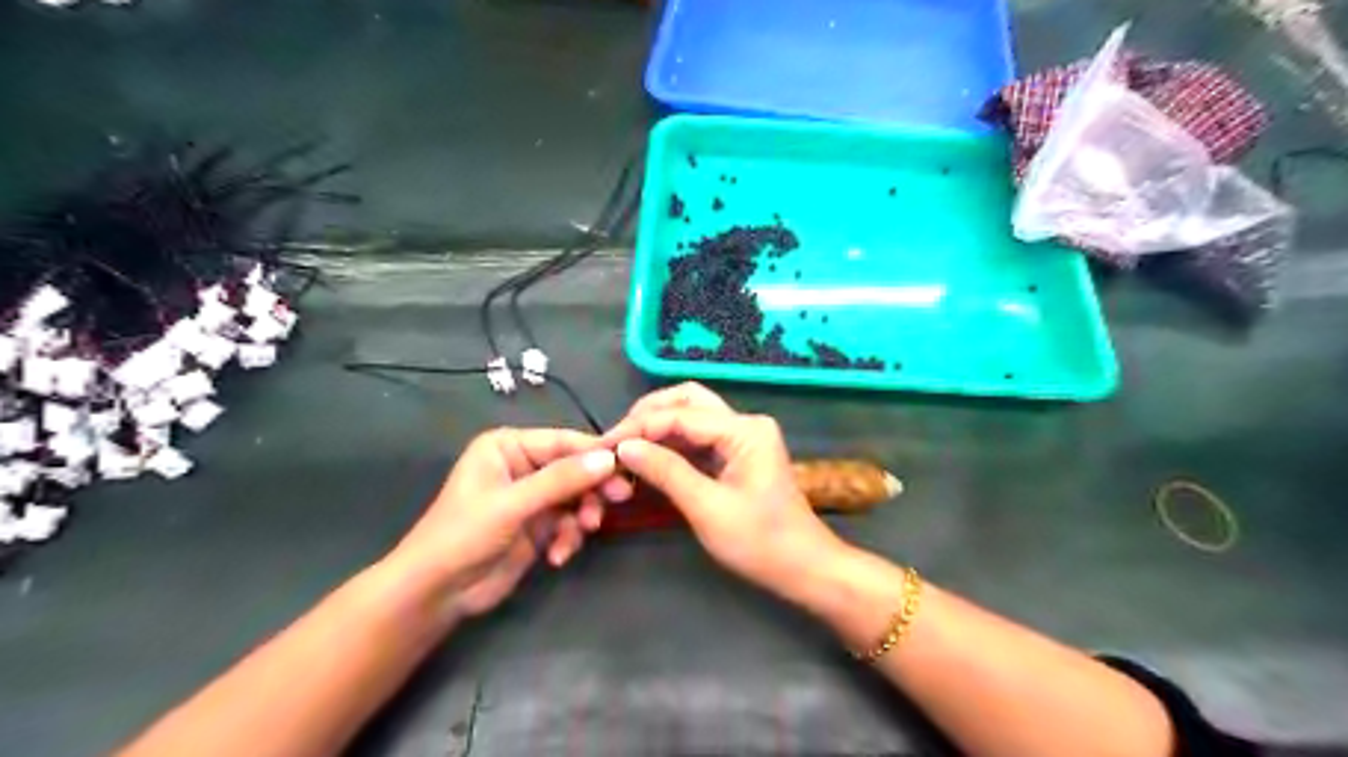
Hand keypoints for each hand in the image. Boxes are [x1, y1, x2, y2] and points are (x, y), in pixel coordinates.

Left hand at [379, 430, 631, 622]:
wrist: (436, 594)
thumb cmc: (463, 535)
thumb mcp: (513, 504)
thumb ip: (561, 480)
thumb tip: (610, 459)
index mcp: (509, 446)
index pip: (563, 441)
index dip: (596, 452)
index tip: (629, 464)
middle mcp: (523, 465)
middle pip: (575, 468)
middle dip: (593, 487)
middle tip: (619, 499)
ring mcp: (533, 497)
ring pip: (577, 496)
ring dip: (583, 515)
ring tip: (582, 532)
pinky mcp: (538, 526)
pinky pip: (569, 522)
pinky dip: (569, 537)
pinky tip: (558, 556)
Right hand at [610, 384, 838, 598]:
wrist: (804, 567)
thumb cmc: (760, 542)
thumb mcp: (707, 508)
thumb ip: (666, 472)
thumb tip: (624, 447)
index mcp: (744, 430)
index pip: (681, 415)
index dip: (638, 427)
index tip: (604, 445)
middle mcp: (744, 423)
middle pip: (688, 400)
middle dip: (648, 415)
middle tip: (616, 440)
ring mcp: (743, 437)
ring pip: (692, 415)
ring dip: (658, 426)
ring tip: (625, 447)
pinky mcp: (739, 453)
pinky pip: (699, 437)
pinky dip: (672, 443)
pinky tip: (649, 457)